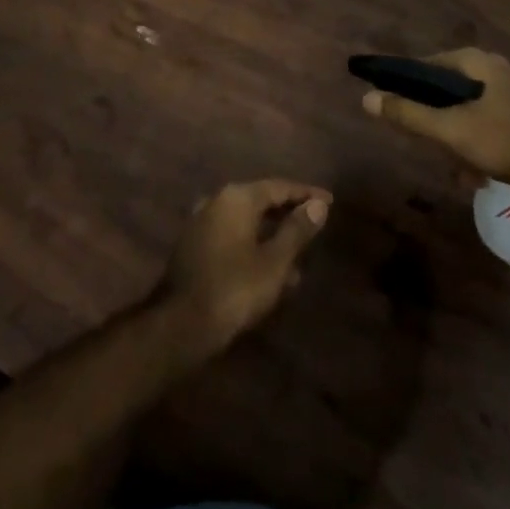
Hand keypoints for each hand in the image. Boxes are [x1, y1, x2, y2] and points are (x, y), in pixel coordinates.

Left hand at [161, 179, 330, 352]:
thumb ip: (296, 231)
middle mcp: (217, 200)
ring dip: (272, 235)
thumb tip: (317, 205)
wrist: (182, 321)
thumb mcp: (274, 262)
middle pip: (260, 200)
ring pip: (246, 221)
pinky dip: (253, 246)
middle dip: (288, 213)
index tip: (328, 201)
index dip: (305, 194)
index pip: (278, 187)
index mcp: (237, 197)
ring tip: (299, 258)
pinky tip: (269, 271)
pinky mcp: (194, 244)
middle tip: (314, 223)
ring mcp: (202, 221)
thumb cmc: (235, 287)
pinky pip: (232, 236)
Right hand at [360, 47, 509, 183]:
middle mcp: (492, 66)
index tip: (395, 109)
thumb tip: (366, 98)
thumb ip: (408, 114)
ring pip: (463, 108)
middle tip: (429, 143)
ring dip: (453, 134)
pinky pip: (482, 120)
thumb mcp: (450, 130)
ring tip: (454, 164)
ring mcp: (509, 89)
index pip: (425, 64)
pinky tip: (475, 169)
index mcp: (475, 60)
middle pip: (444, 88)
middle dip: (434, 119)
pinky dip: (472, 139)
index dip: (406, 85)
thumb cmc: (503, 141)